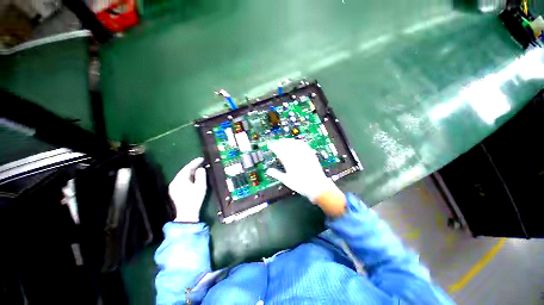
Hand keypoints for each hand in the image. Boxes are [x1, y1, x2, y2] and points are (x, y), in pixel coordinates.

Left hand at [169, 157, 206, 222]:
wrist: (187, 213)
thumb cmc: (195, 199)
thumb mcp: (201, 186)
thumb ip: (201, 175)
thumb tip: (200, 168)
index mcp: (180, 180)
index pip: (187, 168)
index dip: (195, 162)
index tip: (202, 158)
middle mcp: (174, 182)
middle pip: (184, 171)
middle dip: (192, 166)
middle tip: (201, 162)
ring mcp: (173, 187)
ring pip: (183, 176)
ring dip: (191, 172)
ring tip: (199, 168)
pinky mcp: (175, 191)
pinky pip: (182, 180)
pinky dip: (188, 177)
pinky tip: (194, 177)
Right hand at [266, 139, 345, 216]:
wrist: (317, 186)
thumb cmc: (301, 185)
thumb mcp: (287, 181)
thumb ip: (276, 174)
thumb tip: (268, 171)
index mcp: (289, 162)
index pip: (279, 151)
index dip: (273, 146)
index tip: (270, 144)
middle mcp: (296, 156)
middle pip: (286, 145)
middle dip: (279, 142)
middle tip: (275, 142)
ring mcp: (304, 154)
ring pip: (294, 143)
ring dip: (288, 141)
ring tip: (284, 141)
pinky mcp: (310, 154)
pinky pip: (303, 144)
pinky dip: (298, 141)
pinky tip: (296, 142)